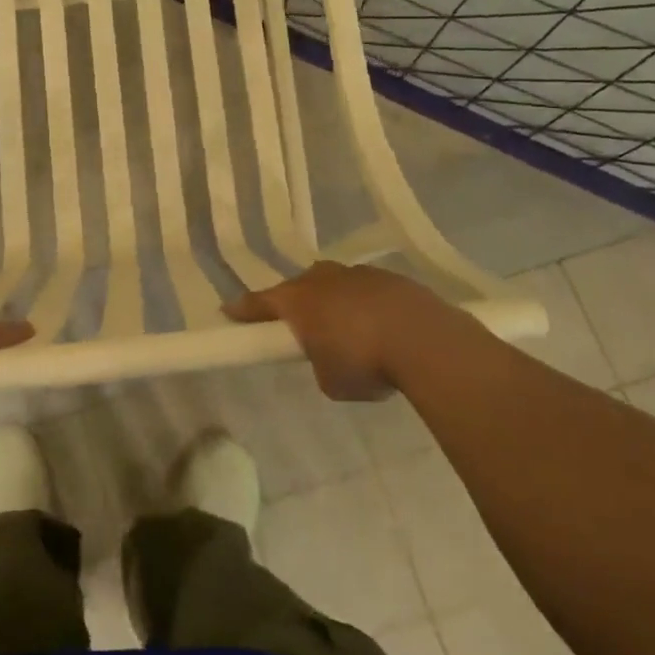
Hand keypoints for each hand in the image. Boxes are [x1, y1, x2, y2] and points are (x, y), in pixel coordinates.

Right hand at [224, 262, 472, 400]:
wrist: (426, 340)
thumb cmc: (364, 361)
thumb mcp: (330, 380)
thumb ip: (320, 364)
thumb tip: (329, 356)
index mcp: (298, 301)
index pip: (260, 303)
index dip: (243, 310)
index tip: (228, 311)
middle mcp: (323, 279)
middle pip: (299, 286)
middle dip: (296, 302)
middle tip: (299, 325)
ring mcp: (358, 274)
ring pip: (335, 284)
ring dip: (334, 302)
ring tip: (348, 330)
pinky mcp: (392, 279)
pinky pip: (367, 290)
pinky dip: (366, 305)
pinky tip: (381, 328)